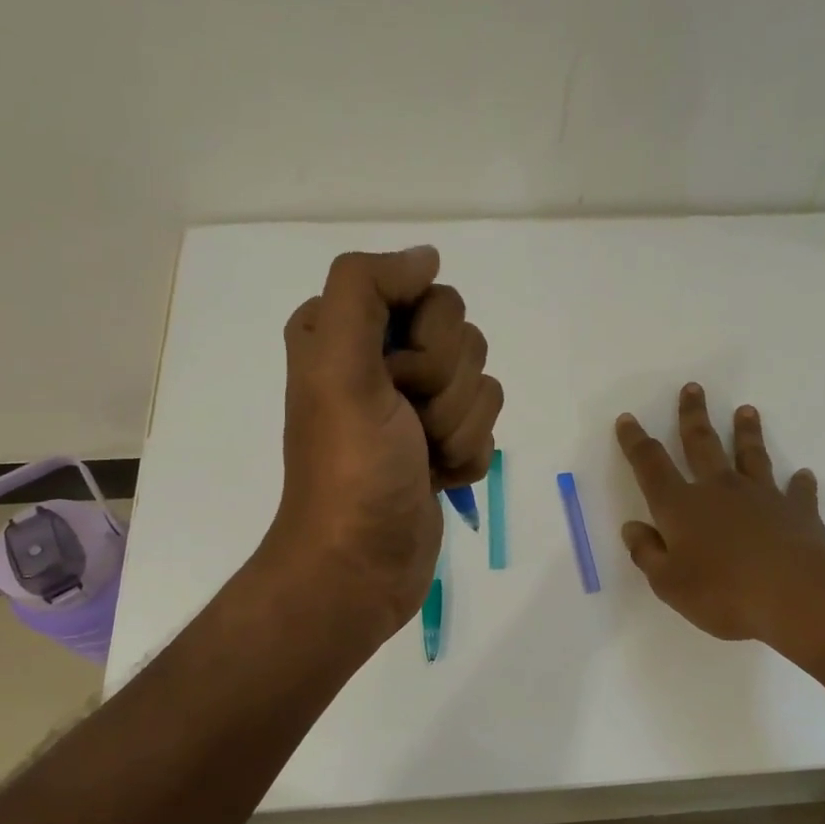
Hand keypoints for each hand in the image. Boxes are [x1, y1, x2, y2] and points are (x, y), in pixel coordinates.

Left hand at [263, 247, 502, 643]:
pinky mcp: (439, 444)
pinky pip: (486, 428)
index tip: (397, 379)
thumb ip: (366, 289)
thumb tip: (426, 257)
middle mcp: (380, 360)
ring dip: (459, 428)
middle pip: (463, 336)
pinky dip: (467, 457)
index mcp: (346, 331)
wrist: (361, 565)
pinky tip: (437, 480)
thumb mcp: (338, 366)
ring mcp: (413, 405)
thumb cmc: (350, 468)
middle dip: (446, 388)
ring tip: (422, 459)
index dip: (427, 339)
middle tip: (409, 425)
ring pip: (481, 383)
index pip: (428, 293)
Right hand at [616, 384, 824, 652]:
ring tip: (746, 410)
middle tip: (693, 388)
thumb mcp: (669, 584)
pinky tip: (803, 476)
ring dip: (746, 432)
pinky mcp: (798, 512)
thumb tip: (632, 528)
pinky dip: (799, 483)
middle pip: (701, 444)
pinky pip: (797, 491)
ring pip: (750, 455)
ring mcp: (761, 496)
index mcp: (681, 507)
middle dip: (693, 416)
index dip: (636, 442)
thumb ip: (647, 554)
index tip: (628, 419)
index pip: (651, 466)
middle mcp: (719, 490)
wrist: (798, 597)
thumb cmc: (724, 593)